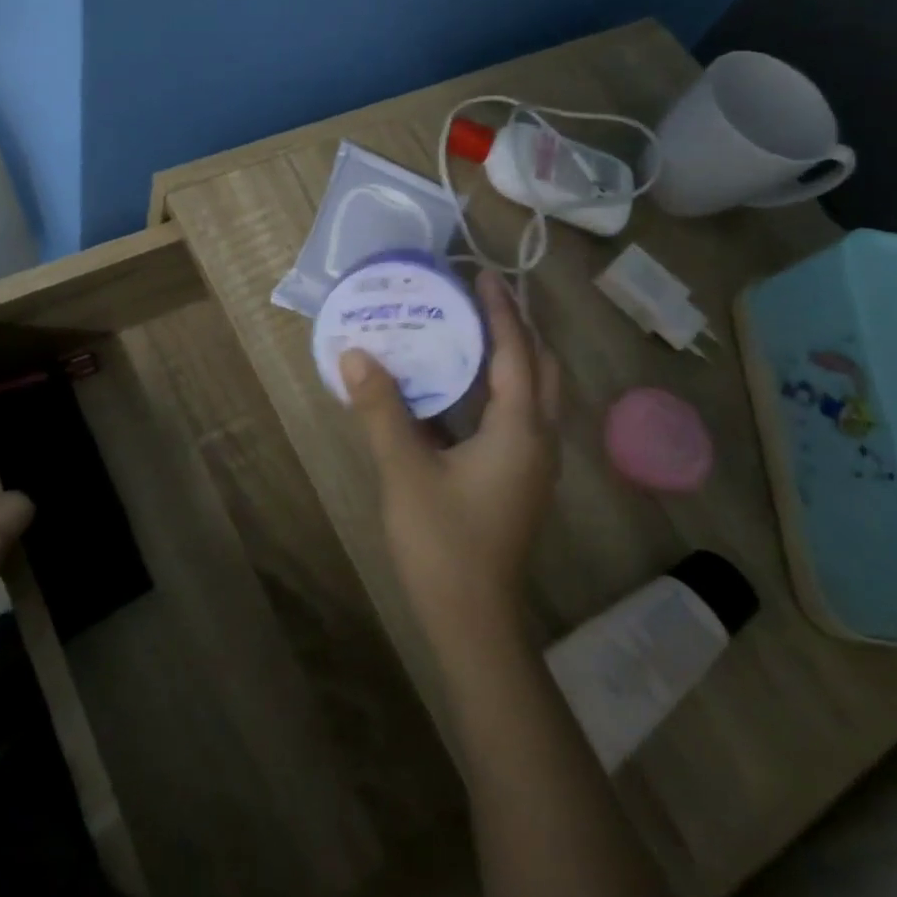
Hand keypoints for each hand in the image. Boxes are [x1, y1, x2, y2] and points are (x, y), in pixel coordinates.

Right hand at [341, 270, 563, 650]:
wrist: (474, 622)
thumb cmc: (443, 543)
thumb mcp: (405, 472)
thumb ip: (381, 410)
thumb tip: (354, 354)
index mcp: (519, 431)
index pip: (516, 353)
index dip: (502, 310)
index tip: (483, 273)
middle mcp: (538, 441)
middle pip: (542, 369)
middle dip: (518, 329)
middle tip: (481, 299)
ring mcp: (532, 465)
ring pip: (535, 395)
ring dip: (513, 357)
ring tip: (472, 331)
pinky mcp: (518, 481)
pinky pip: (518, 416)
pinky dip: (499, 388)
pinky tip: (460, 389)